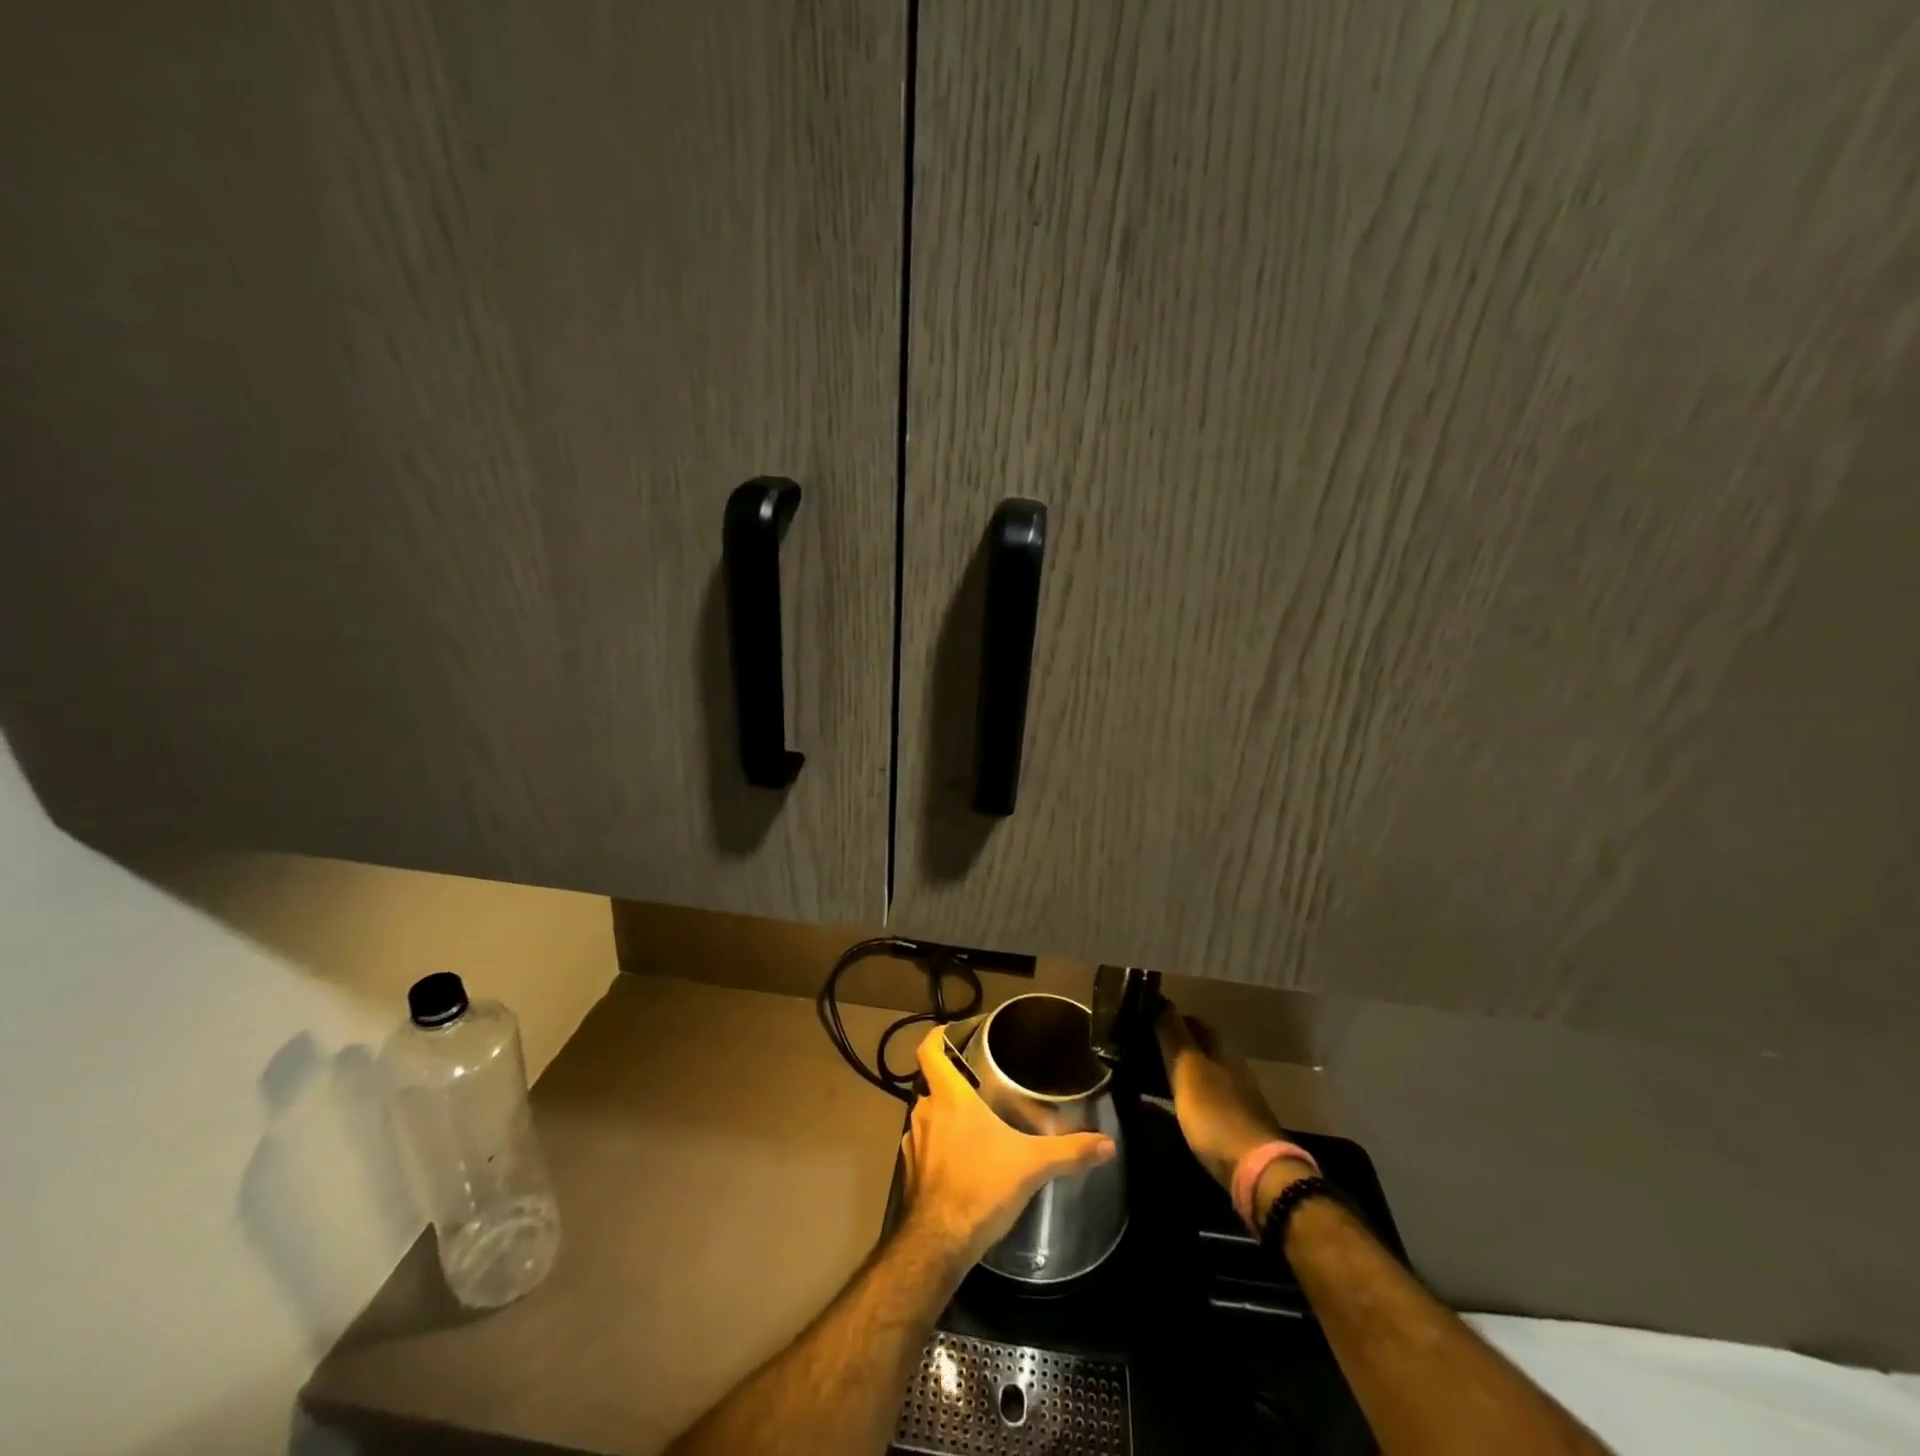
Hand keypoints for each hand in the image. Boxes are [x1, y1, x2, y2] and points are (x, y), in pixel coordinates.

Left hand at [899, 1025, 1116, 1265]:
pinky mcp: (910, 1171)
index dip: (936, 1037)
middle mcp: (924, 1112)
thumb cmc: (981, 1188)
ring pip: (927, 1115)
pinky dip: (939, 1146)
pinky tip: (962, 1161)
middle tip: (980, 1083)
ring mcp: (913, 1143)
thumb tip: (1108, 1144)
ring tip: (975, 1122)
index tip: (951, 1032)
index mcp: (949, 1097)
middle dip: (953, 1081)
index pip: (928, 1051)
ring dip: (946, 1116)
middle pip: (931, 1083)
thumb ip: (1069, 1151)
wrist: (938, 1243)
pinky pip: (924, 1146)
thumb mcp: (1032, 1165)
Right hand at [1155, 1002, 1298, 1189]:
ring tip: (1149, 1078)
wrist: (1257, 1171)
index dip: (1169, 1018)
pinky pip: (1204, 1100)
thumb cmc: (1216, 1113)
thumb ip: (1173, 1036)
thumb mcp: (1187, 1070)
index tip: (1143, 1021)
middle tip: (1141, 1051)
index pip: (1192, 1022)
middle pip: (1198, 1048)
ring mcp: (1237, 1097)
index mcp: (1221, 1049)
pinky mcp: (1235, 1125)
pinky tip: (1170, 1108)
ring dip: (1179, 1073)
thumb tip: (1161, 1001)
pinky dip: (1186, 1097)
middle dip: (1173, 1046)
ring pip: (1202, 1074)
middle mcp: (1232, 1067)